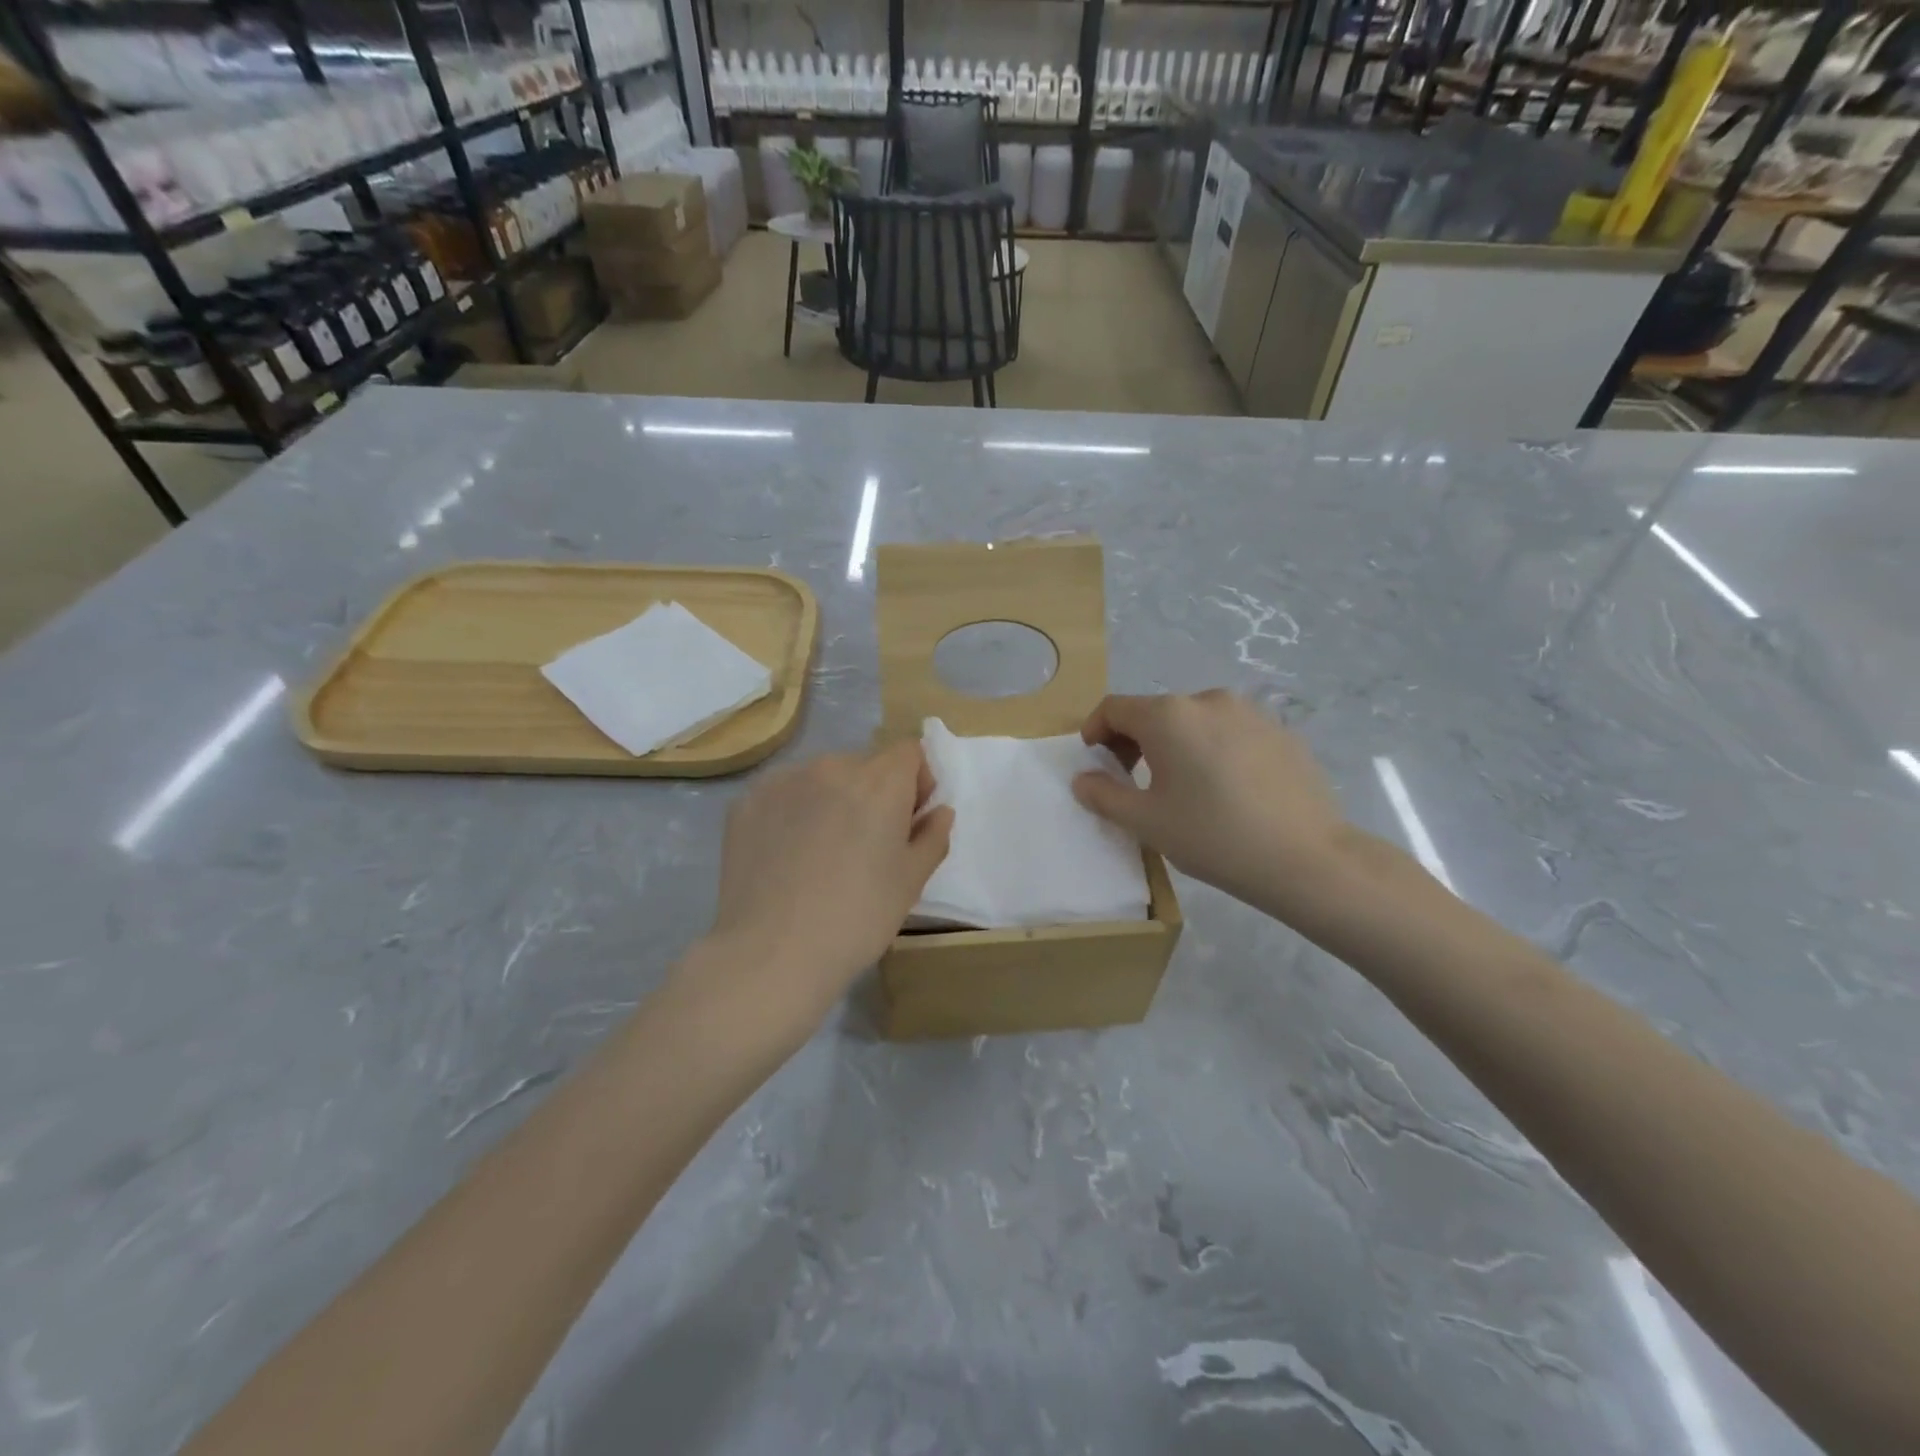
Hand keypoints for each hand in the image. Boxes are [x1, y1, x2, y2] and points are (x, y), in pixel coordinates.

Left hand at [701, 740, 954, 1031]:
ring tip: (821, 852)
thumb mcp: (911, 881)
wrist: (772, 953)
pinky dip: (792, 813)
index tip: (908, 820)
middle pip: (864, 765)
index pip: (908, 752)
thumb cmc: (858, 918)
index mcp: (879, 781)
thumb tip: (938, 810)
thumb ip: (932, 836)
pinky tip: (787, 856)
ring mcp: (782, 781)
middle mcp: (830, 767)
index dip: (916, 781)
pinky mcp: (746, 803)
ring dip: (831, 800)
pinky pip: (783, 795)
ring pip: (821, 778)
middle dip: (873, 793)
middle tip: (866, 844)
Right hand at [1071, 691, 1358, 921]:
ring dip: (1176, 745)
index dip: (1094, 731)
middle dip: (1134, 741)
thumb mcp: (1146, 822)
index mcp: (1168, 716)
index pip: (1114, 707)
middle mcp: (1207, 700)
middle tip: (1133, 781)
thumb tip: (1083, 779)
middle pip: (1155, 712)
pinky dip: (1214, 750)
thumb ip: (1103, 795)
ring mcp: (1251, 712)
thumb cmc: (1213, 836)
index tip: (1095, 763)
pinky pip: (1231, 733)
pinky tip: (1227, 791)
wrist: (1306, 858)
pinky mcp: (1282, 731)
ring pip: (1195, 721)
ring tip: (1184, 788)